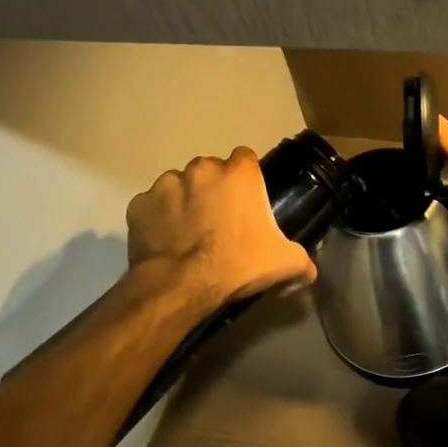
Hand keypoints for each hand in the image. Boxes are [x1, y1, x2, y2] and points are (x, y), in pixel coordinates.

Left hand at [126, 149, 315, 308]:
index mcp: (239, 174)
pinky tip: (167, 241)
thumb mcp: (285, 264)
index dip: (247, 178)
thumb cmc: (237, 265)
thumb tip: (308, 271)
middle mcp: (201, 169)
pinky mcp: (139, 205)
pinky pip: (152, 206)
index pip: (246, 158)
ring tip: (190, 233)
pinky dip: (158, 219)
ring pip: (179, 185)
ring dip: (185, 201)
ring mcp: (165, 185)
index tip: (248, 201)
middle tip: (220, 221)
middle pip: (211, 170)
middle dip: (214, 189)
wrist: (181, 288)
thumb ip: (304, 261)